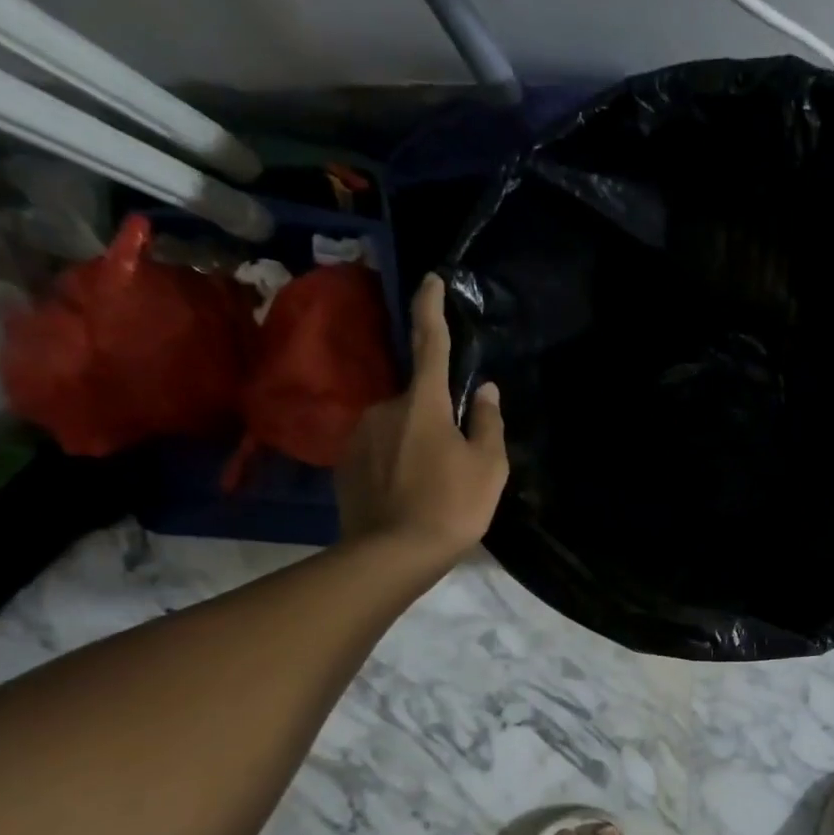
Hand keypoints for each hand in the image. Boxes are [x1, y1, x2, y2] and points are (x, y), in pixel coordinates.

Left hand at [336, 273, 507, 556]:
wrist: (391, 555)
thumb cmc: (451, 506)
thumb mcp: (489, 466)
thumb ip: (488, 422)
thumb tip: (485, 390)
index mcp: (424, 403)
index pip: (430, 342)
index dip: (432, 308)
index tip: (431, 279)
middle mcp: (385, 408)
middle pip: (419, 400)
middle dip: (437, 419)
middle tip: (457, 460)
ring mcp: (359, 436)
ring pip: (398, 427)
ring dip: (417, 443)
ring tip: (433, 486)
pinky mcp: (345, 464)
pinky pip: (380, 450)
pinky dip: (397, 463)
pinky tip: (409, 495)